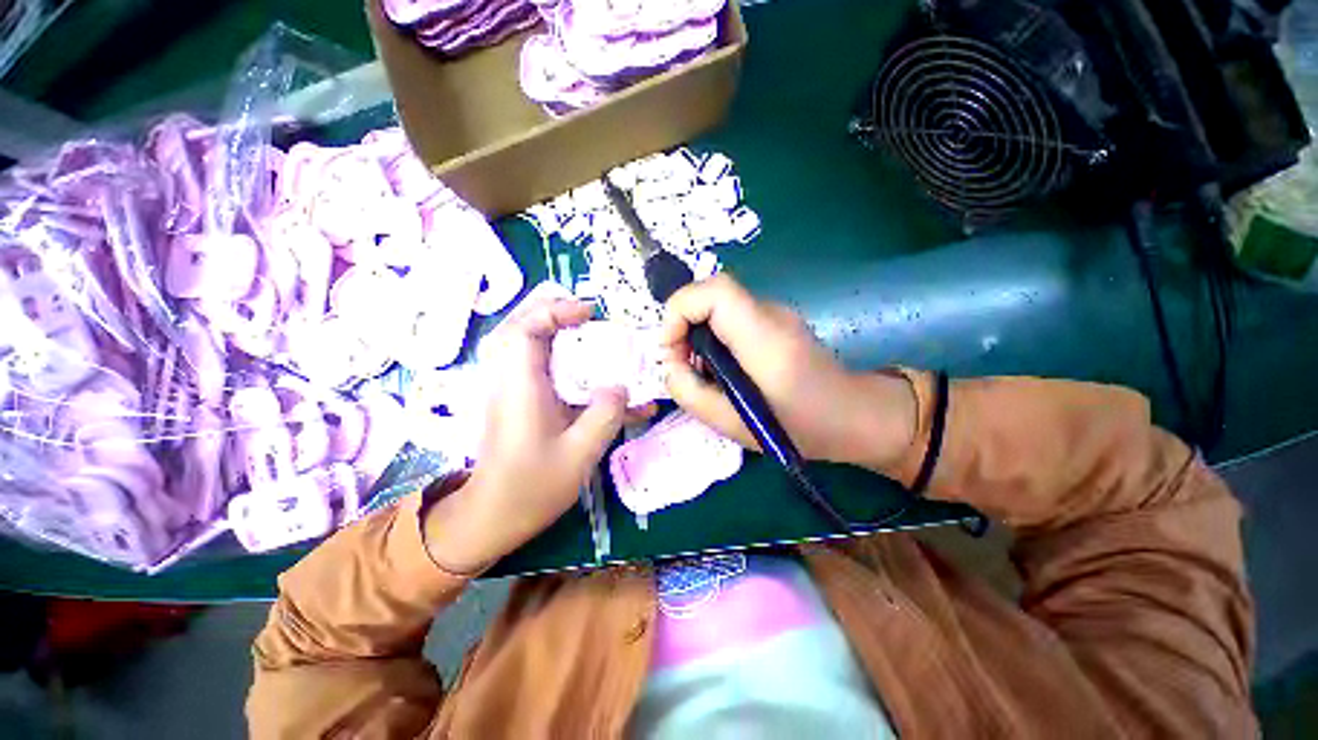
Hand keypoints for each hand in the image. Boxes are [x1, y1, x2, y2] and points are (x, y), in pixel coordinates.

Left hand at [424, 297, 636, 573]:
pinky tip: (579, 364)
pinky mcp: (516, 400)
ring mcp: (509, 389)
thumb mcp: (580, 454)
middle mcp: (509, 380)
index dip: (556, 311)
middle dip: (551, 312)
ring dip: (552, 328)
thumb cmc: (532, 488)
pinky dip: (553, 352)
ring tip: (585, 330)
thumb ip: (606, 414)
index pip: (526, 329)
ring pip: (524, 342)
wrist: (491, 518)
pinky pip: (531, 363)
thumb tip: (621, 385)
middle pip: (519, 326)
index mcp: (520, 387)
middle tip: (586, 316)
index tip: (590, 312)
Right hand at [660, 273, 916, 472]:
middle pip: (711, 295)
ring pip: (718, 307)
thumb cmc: (799, 428)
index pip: (714, 291)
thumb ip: (689, 392)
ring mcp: (775, 314)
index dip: (680, 310)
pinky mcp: (775, 321)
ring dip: (696, 335)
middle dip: (682, 327)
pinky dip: (713, 338)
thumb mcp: (732, 423)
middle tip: (681, 366)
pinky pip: (731, 318)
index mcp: (763, 337)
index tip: (671, 348)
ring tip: (701, 373)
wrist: (855, 417)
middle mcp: (770, 313)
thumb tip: (669, 365)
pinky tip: (721, 369)